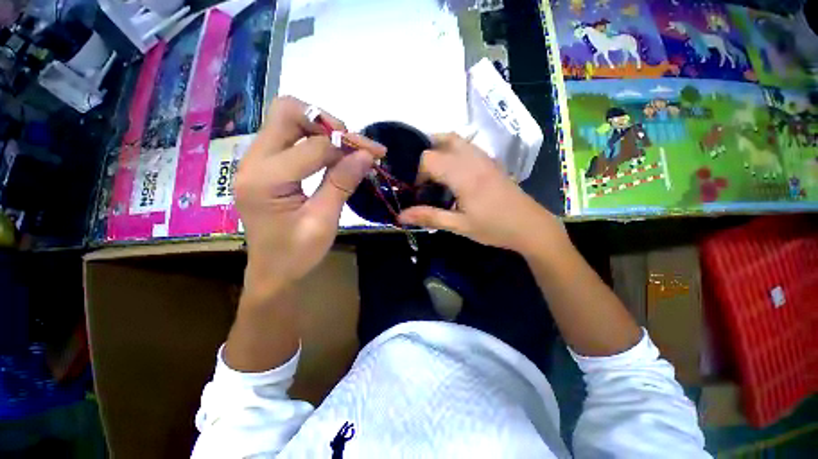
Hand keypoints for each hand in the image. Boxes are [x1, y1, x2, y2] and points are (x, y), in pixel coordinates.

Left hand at [235, 96, 384, 297]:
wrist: (272, 273)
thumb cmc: (297, 254)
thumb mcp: (324, 221)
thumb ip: (342, 183)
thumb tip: (366, 154)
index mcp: (265, 179)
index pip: (312, 145)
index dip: (346, 146)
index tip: (373, 155)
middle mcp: (253, 161)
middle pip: (287, 113)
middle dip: (326, 122)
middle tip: (352, 145)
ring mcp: (255, 161)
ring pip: (287, 120)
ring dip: (321, 128)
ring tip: (347, 149)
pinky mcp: (264, 166)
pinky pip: (288, 137)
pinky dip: (314, 140)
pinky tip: (333, 156)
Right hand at [398, 133, 564, 255]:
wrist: (530, 226)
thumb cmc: (494, 228)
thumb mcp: (459, 226)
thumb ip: (429, 217)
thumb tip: (400, 216)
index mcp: (463, 174)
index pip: (429, 158)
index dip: (418, 173)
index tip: (421, 191)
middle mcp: (473, 159)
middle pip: (442, 139)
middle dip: (427, 156)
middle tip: (426, 178)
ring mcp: (484, 157)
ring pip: (456, 139)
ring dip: (441, 150)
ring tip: (437, 173)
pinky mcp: (491, 161)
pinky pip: (467, 146)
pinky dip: (454, 151)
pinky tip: (455, 173)